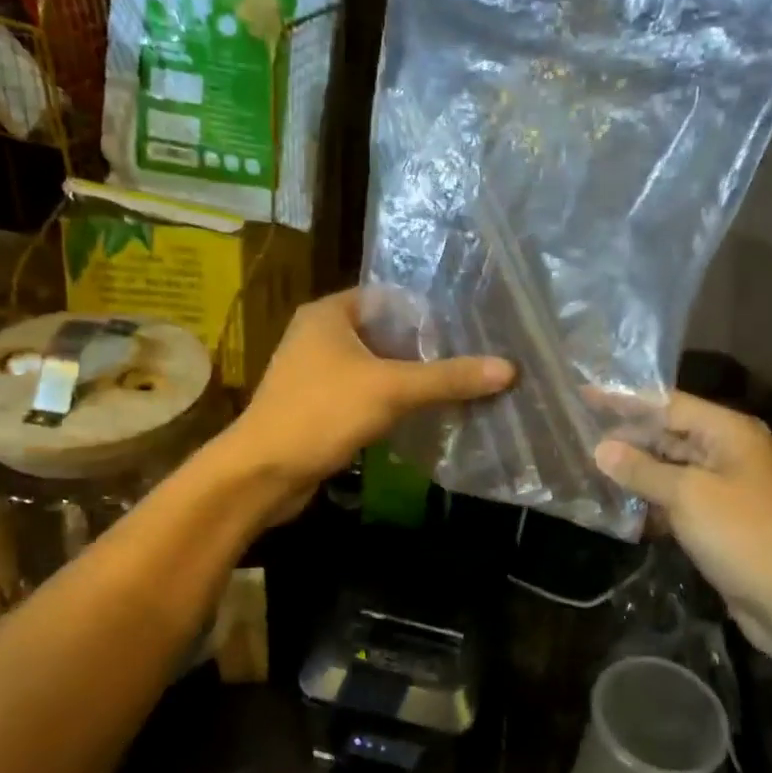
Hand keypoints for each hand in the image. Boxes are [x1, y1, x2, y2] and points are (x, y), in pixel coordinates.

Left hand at [227, 288, 513, 515]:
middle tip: (469, 361)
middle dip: (423, 350)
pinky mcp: (318, 408)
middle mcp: (318, 336)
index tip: (466, 332)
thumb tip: (509, 368)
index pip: (388, 299)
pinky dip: (390, 403)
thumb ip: (448, 378)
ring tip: (455, 388)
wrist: (262, 473)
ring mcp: (315, 374)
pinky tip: (421, 416)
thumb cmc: (321, 414)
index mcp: (328, 314)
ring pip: (374, 368)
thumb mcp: (391, 390)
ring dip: (408, 379)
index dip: (426, 314)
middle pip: (384, 334)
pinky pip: (363, 396)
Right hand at [594, 393, 771, 660]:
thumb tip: (601, 449)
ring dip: (634, 471)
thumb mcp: (687, 496)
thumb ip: (642, 470)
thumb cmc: (743, 535)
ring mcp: (724, 488)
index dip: (626, 400)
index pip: (669, 404)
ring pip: (669, 469)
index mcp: (728, 432)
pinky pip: (676, 500)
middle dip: (626, 437)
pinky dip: (649, 501)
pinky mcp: (717, 521)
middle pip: (669, 434)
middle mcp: (727, 452)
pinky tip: (616, 507)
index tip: (585, 394)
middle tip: (579, 435)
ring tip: (588, 467)